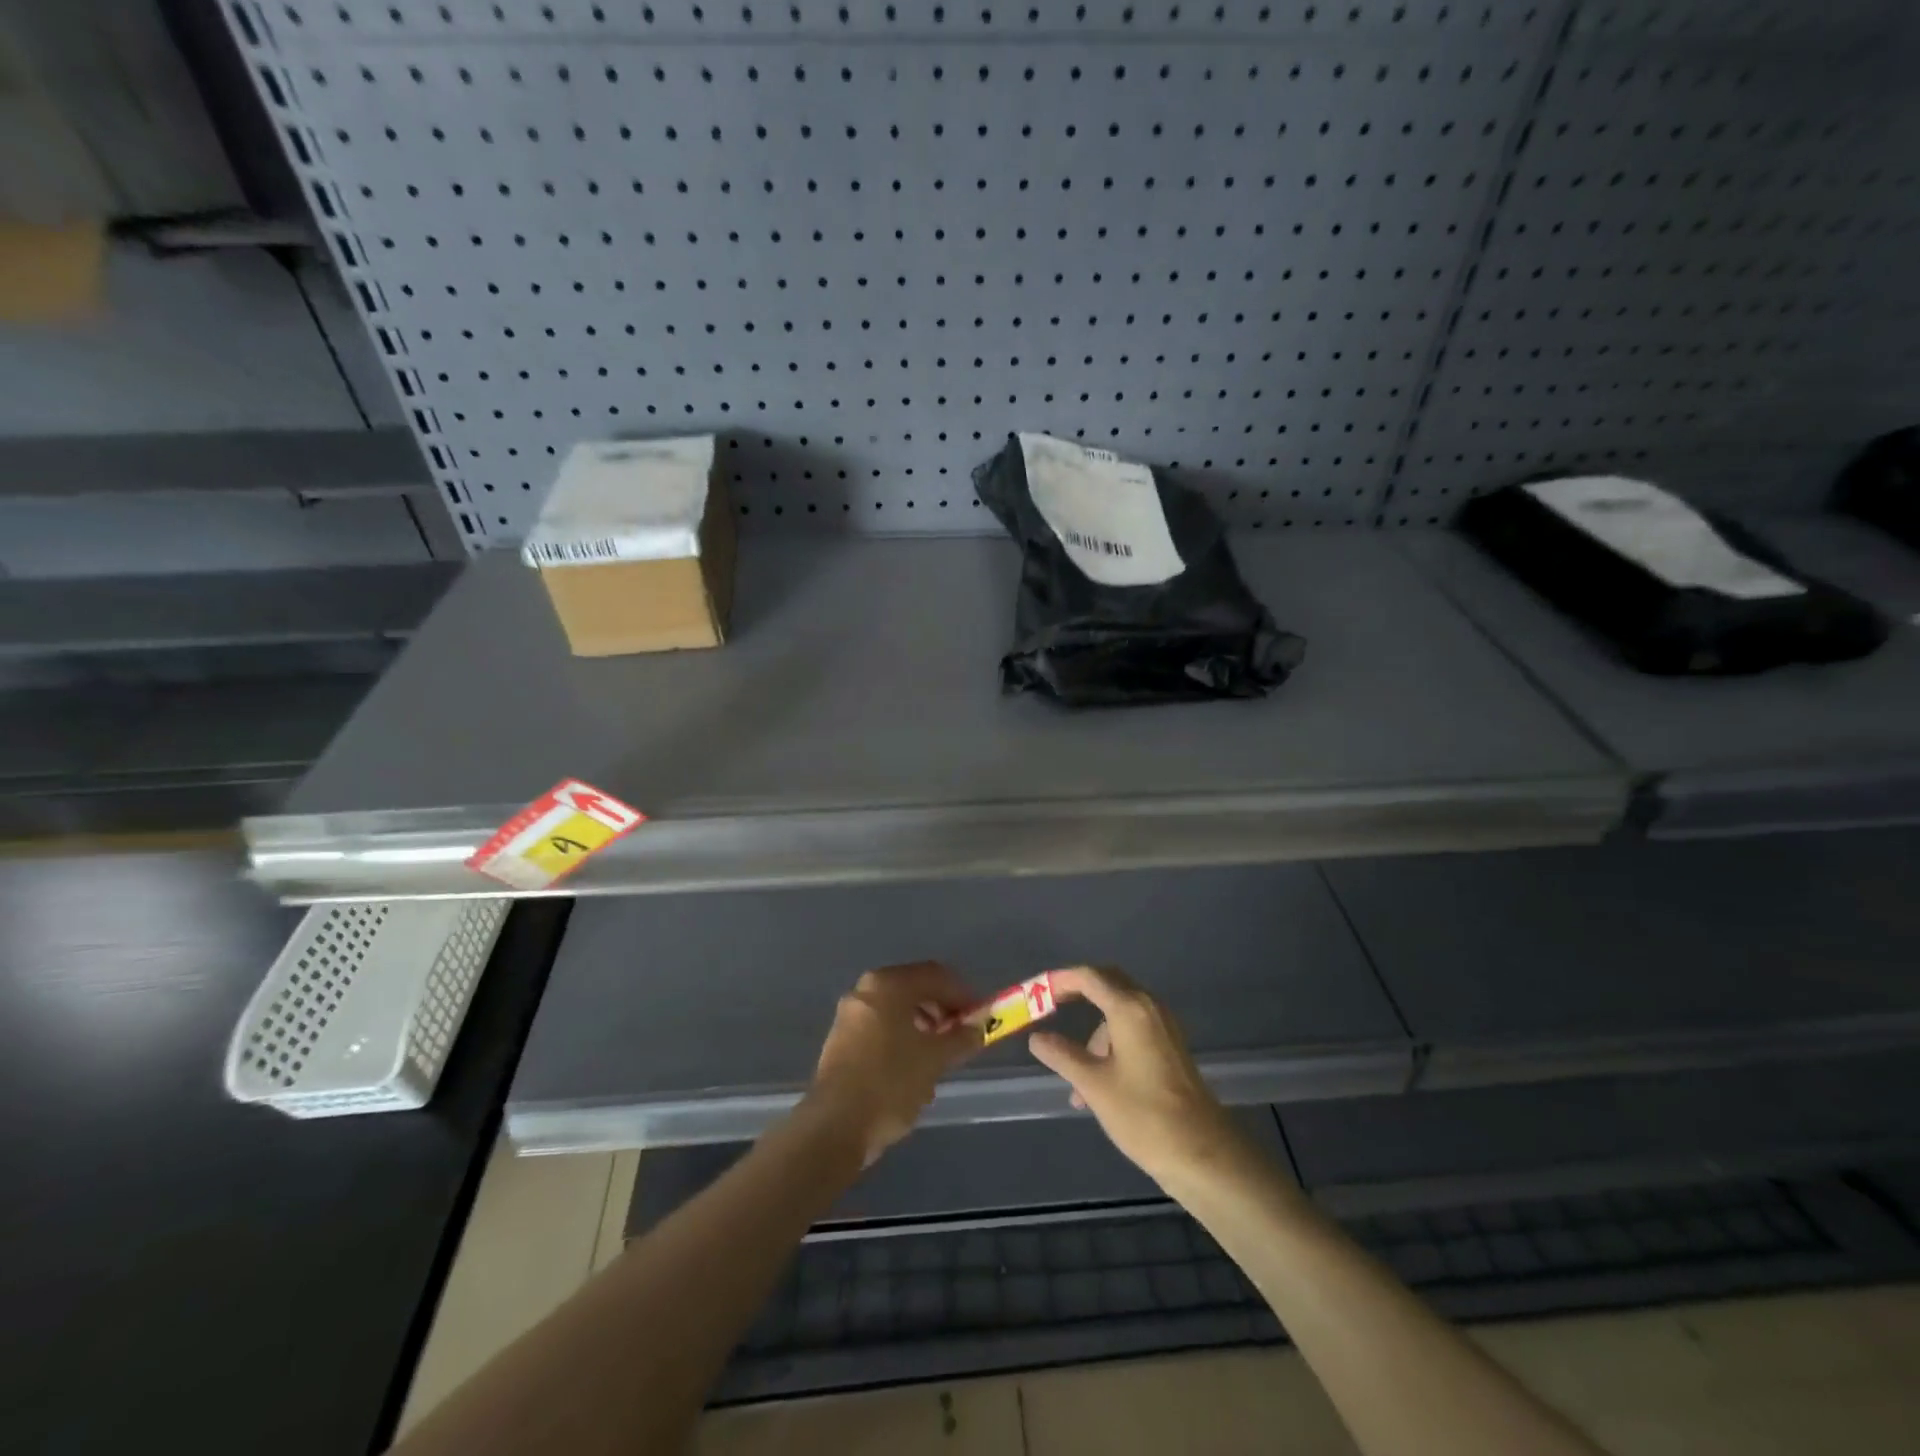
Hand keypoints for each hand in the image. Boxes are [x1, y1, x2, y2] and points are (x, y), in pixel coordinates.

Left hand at [803, 961, 981, 1166]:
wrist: (835, 1126)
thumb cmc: (890, 1082)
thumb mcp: (935, 1059)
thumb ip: (961, 1038)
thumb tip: (977, 1028)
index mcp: (888, 984)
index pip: (935, 975)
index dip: (962, 993)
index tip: (980, 1016)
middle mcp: (865, 990)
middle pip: (914, 990)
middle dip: (942, 1010)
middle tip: (961, 1036)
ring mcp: (849, 1015)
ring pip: (897, 1011)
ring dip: (923, 1027)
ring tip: (940, 1056)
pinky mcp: (841, 1041)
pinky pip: (881, 1029)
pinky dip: (902, 1039)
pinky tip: (913, 1069)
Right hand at [1027, 966, 1242, 1186]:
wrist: (1203, 1153)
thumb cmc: (1143, 1115)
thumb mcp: (1094, 1085)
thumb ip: (1062, 1055)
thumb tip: (1037, 1038)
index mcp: (1129, 1008)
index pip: (1089, 977)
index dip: (1060, 980)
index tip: (1036, 992)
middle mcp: (1149, 1007)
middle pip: (1108, 983)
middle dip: (1077, 992)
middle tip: (1050, 1009)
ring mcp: (1164, 1026)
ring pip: (1121, 1009)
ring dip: (1094, 1030)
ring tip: (1075, 1078)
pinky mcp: (1171, 1046)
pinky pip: (1134, 1028)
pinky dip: (1112, 1041)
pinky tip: (1099, 1082)